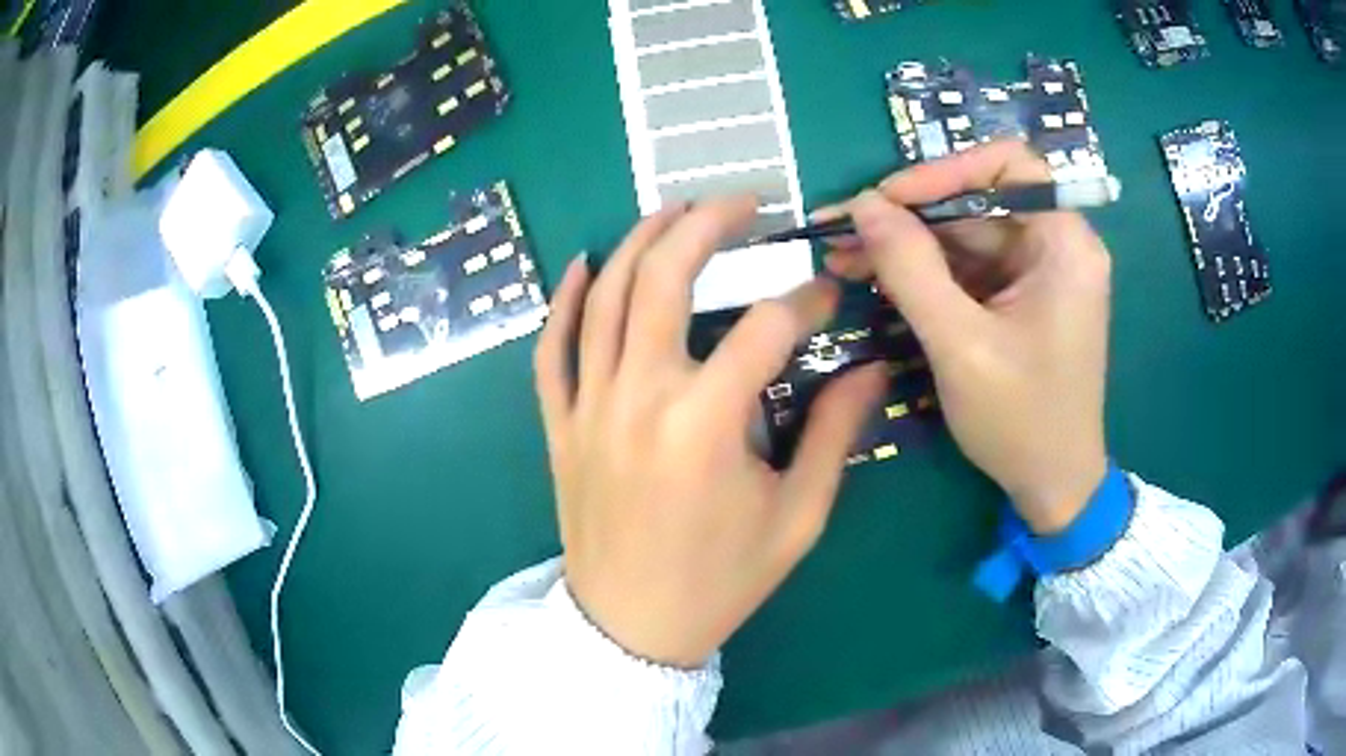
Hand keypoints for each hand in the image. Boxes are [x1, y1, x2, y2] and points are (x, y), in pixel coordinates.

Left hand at [533, 197, 885, 667]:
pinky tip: (583, 264)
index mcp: (705, 424)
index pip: (766, 328)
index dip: (806, 302)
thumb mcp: (796, 518)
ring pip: (603, 297)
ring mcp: (587, 407)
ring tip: (674, 209)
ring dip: (639, 241)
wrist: (630, 627)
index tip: (827, 296)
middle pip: (664, 278)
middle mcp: (638, 398)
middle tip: (743, 201)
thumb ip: (833, 435)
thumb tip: (871, 369)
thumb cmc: (720, 582)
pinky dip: (563, 300)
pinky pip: (550, 348)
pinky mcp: (559, 424)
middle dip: (707, 224)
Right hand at [822, 141, 1110, 533]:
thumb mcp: (961, 345)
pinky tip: (877, 279)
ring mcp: (1038, 272)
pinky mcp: (1020, 298)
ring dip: (907, 246)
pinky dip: (924, 273)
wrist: (1053, 486)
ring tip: (844, 258)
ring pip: (965, 235)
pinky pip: (968, 269)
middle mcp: (1056, 245)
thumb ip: (911, 270)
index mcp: (1065, 243)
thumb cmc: (1022, 421)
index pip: (1007, 165)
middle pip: (977, 202)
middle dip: (909, 216)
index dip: (944, 170)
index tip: (887, 198)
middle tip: (843, 230)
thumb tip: (862, 206)